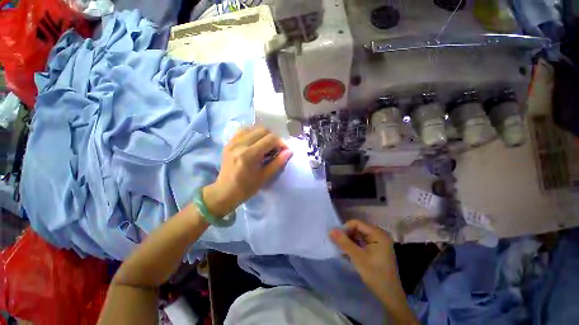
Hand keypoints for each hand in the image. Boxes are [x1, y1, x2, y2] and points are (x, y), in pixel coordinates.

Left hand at [203, 126, 292, 216]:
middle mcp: (240, 144)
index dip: (280, 142)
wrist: (224, 192)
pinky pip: (243, 130)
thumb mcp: (264, 177)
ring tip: (266, 145)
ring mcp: (233, 142)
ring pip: (253, 128)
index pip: (270, 139)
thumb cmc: (246, 188)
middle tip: (275, 148)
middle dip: (273, 138)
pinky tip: (255, 142)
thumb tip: (289, 151)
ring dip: (263, 135)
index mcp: (249, 155)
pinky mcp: (229, 142)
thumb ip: (278, 162)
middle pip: (263, 130)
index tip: (284, 150)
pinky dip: (253, 133)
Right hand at [329, 220, 404, 305]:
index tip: (336, 237)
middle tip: (338, 244)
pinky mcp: (376, 248)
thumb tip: (330, 230)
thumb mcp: (357, 257)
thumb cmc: (375, 274)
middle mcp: (379, 234)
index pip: (357, 223)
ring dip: (349, 240)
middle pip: (357, 228)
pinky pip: (362, 241)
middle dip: (347, 235)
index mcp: (378, 234)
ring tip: (341, 248)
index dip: (345, 228)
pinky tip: (348, 252)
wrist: (389, 295)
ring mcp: (378, 241)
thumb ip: (344, 242)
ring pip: (358, 235)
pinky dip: (354, 245)